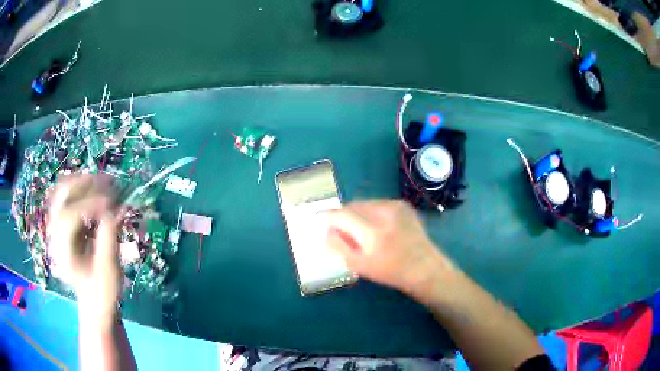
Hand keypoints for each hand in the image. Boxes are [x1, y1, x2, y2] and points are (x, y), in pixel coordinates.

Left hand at [47, 175, 120, 328]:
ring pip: (62, 190)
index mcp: (62, 252)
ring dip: (83, 182)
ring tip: (103, 181)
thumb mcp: (109, 270)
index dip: (90, 205)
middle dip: (83, 184)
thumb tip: (115, 209)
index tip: (112, 202)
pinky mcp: (62, 223)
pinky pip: (67, 195)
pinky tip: (96, 189)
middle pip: (61, 196)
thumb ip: (109, 238)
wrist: (93, 300)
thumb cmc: (102, 291)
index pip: (69, 217)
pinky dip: (81, 188)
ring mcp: (56, 227)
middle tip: (107, 182)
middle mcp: (54, 235)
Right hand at [326, 200, 453, 294]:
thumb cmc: (390, 271)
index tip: (321, 221)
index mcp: (372, 232)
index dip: (327, 217)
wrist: (424, 267)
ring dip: (356, 214)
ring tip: (362, 231)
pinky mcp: (402, 204)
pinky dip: (370, 212)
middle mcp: (384, 212)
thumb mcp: (359, 265)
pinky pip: (377, 204)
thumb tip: (326, 229)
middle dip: (343, 217)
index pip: (340, 214)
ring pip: (363, 203)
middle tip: (344, 233)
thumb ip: (338, 245)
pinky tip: (378, 227)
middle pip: (351, 206)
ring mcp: (395, 206)